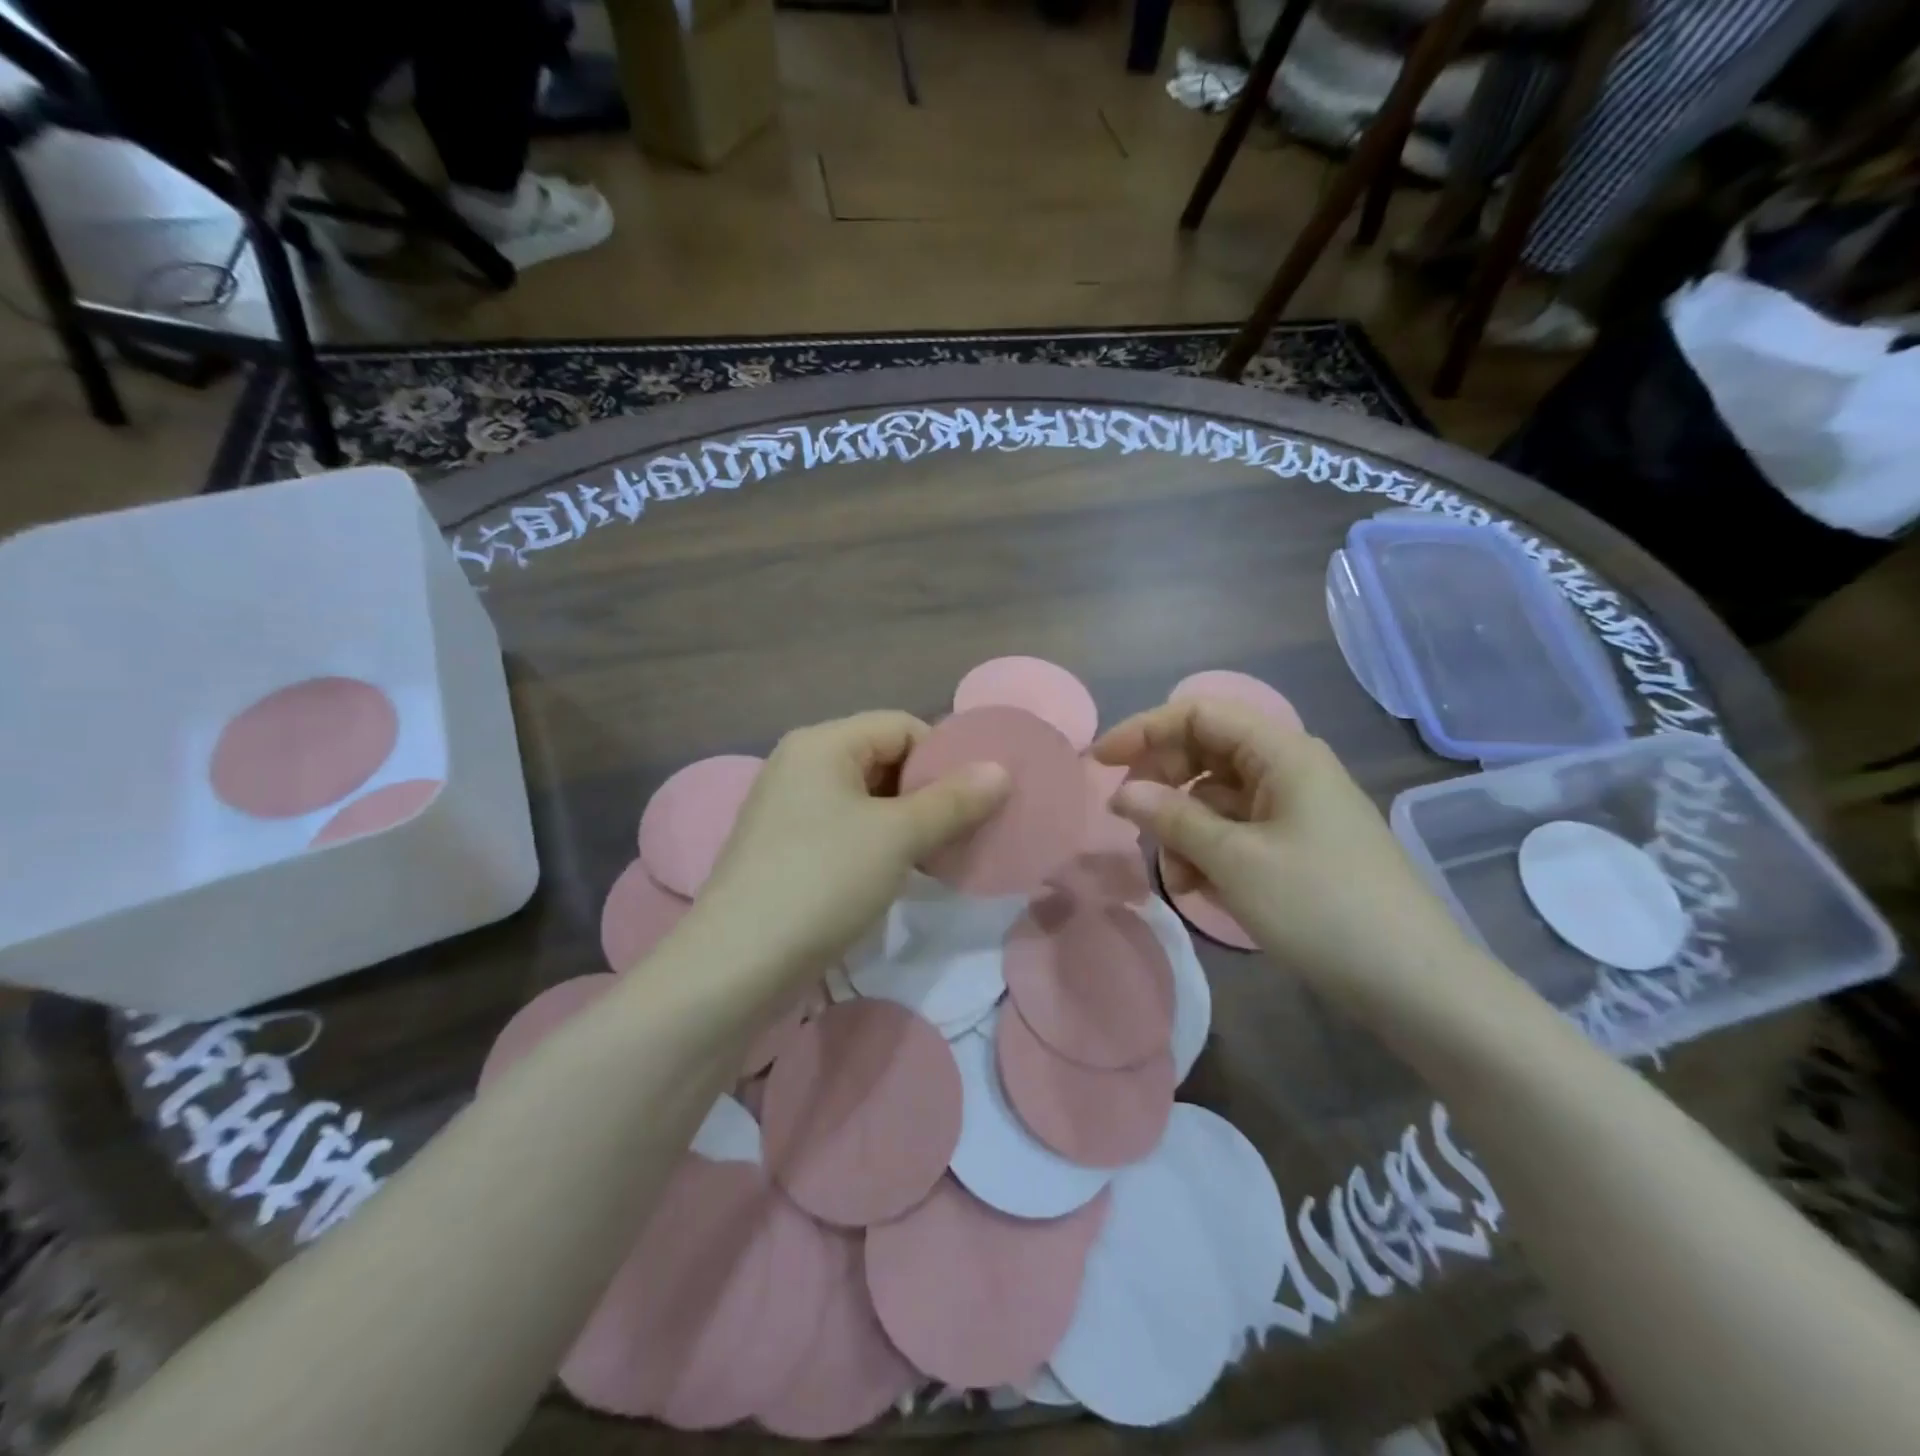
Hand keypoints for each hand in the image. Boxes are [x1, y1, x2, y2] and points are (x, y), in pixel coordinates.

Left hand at [694, 711, 1009, 986]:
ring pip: (867, 797)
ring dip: (908, 820)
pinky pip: (846, 826)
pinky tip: (900, 871)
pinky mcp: (786, 846)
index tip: (976, 798)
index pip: (901, 726)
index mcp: (822, 743)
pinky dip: (879, 841)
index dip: (944, 756)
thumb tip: (1001, 769)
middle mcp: (801, 764)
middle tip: (965, 828)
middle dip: (928, 790)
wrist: (738, 965)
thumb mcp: (897, 837)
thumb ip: (953, 800)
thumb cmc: (823, 881)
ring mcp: (789, 807)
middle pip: (883, 758)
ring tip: (940, 852)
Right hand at [1092, 699, 1495, 1025]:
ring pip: (1215, 798)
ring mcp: (1295, 809)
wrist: (1415, 984)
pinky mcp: (1298, 846)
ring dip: (1185, 831)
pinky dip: (1210, 853)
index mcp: (1282, 753)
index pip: (1198, 714)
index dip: (1143, 731)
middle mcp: (1288, 769)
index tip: (1099, 764)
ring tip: (1178, 880)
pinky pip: (1237, 831)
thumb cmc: (1321, 908)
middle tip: (1135, 826)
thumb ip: (1171, 817)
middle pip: (1204, 754)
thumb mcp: (1234, 861)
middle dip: (1164, 788)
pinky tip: (1203, 891)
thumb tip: (1122, 792)